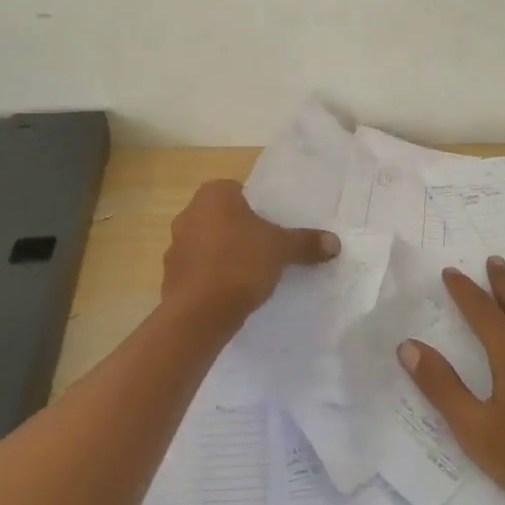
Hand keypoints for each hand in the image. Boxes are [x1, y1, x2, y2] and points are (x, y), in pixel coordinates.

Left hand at [160, 180, 340, 325]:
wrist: (200, 312)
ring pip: (207, 244)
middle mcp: (189, 213)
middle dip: (239, 231)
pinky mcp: (170, 276)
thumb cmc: (241, 263)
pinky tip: (229, 293)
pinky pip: (197, 270)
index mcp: (213, 194)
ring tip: (248, 275)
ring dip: (223, 255)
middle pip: (222, 217)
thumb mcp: (281, 249)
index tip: (271, 228)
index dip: (257, 209)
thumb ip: (306, 242)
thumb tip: (334, 242)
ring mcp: (175, 245)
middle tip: (264, 249)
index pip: (239, 191)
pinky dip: (211, 278)